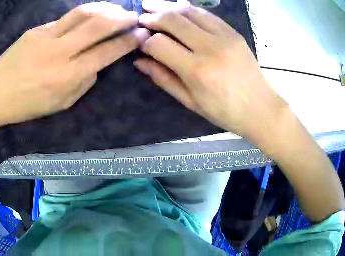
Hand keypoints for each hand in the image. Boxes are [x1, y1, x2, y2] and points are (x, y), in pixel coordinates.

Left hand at [0, 2, 148, 129]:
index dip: (128, 41)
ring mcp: (45, 36)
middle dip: (121, 18)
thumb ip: (85, 82)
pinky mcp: (35, 30)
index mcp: (69, 75)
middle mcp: (60, 52)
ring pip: (82, 13)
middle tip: (134, 16)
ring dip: (104, 8)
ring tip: (116, 10)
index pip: (107, 51)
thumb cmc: (27, 105)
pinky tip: (90, 16)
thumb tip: (98, 63)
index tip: (141, 34)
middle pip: (98, 25)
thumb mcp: (62, 104)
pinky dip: (83, 15)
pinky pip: (64, 19)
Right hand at [134, 0, 286, 139]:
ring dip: (167, 6)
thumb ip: (164, 79)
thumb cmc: (225, 112)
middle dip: (152, 17)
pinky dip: (188, 9)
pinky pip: (205, 13)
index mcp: (196, 71)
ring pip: (188, 10)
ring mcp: (223, 36)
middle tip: (142, 18)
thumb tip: (140, 62)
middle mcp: (209, 47)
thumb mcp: (191, 102)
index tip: (142, 43)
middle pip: (171, 20)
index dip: (145, 42)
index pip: (159, 44)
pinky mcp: (233, 32)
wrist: (260, 107)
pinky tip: (177, 9)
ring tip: (152, 6)